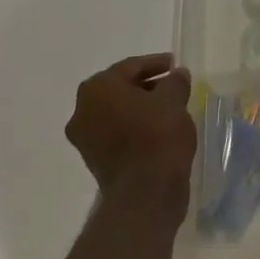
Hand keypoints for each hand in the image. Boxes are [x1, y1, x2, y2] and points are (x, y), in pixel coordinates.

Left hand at [66, 54, 195, 211]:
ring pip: (117, 112)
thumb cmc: (157, 136)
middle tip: (172, 86)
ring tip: (169, 108)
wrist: (145, 194)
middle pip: (119, 89)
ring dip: (140, 108)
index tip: (175, 64)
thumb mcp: (174, 99)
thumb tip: (177, 75)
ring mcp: (85, 139)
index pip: (130, 67)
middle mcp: (83, 110)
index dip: (155, 64)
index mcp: (98, 88)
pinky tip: (158, 130)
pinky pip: (116, 134)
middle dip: (146, 86)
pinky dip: (134, 128)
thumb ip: (175, 81)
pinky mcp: (94, 161)